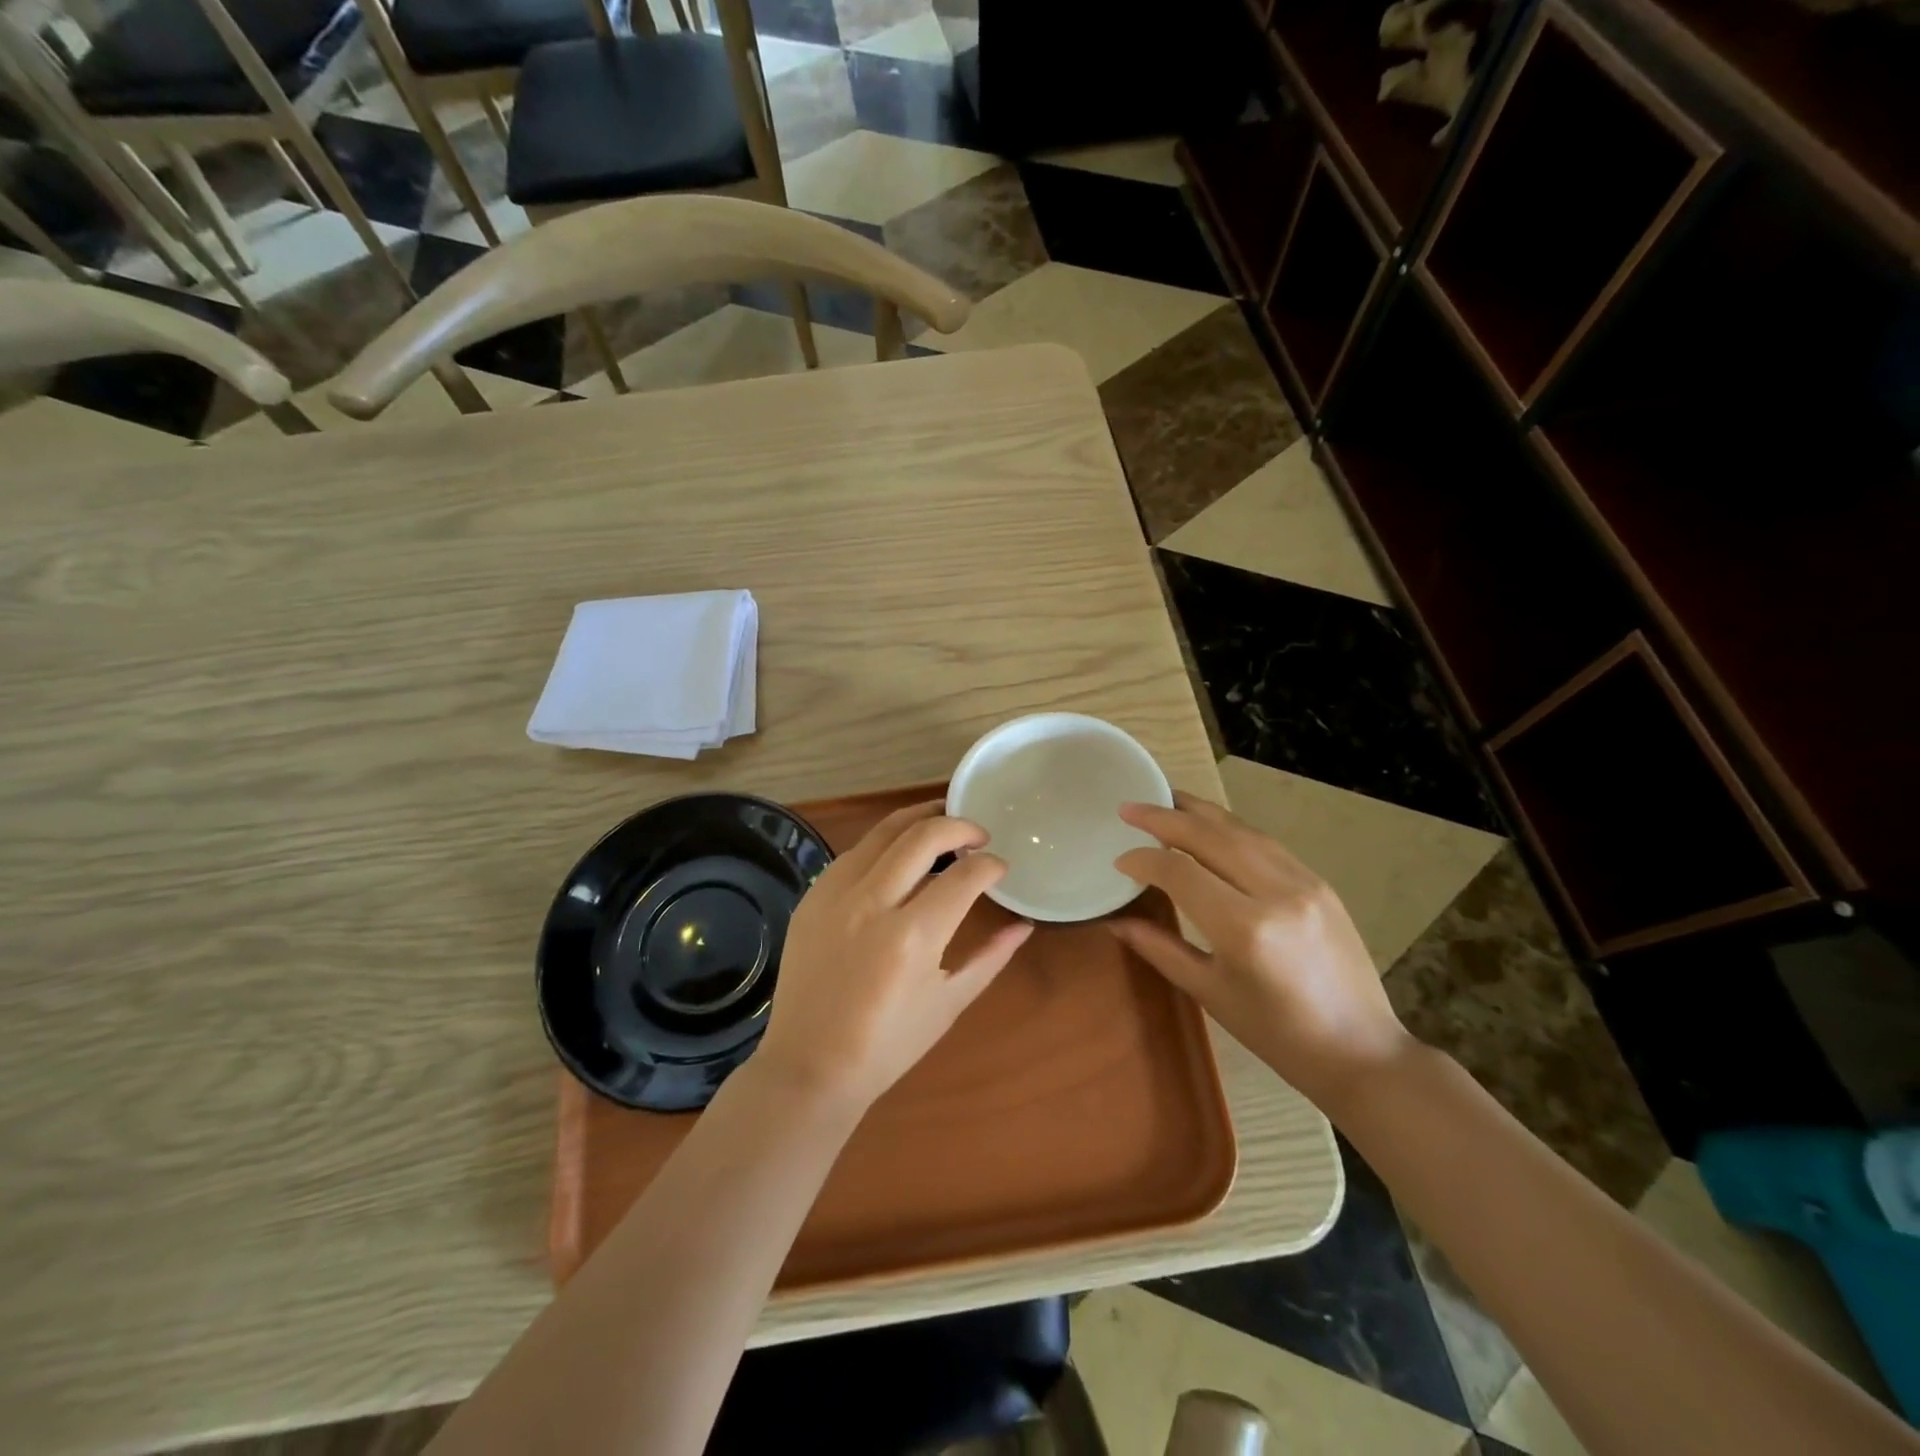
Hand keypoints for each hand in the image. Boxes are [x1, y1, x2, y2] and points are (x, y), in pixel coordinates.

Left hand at [756, 802, 1032, 1113]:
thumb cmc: (888, 1045)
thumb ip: (990, 957)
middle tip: (978, 834)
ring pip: (883, 831)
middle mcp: (873, 903)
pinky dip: (883, 844)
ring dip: (919, 819)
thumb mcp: (949, 1003)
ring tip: (942, 822)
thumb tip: (1024, 925)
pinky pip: (854, 853)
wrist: (809, 1066)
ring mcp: (836, 895)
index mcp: (913, 936)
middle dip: (960, 825)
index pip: (965, 876)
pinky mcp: (812, 897)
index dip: (991, 865)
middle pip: (923, 836)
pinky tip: (898, 853)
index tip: (1000, 868)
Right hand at [1110, 791, 1411, 1108]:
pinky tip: (1210, 826)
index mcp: (1244, 928)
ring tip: (1165, 800)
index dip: (1143, 861)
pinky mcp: (1320, 882)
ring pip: (1240, 830)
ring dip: (1198, 812)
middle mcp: (1275, 892)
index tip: (1119, 860)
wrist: (1360, 1050)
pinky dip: (1230, 828)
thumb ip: (1160, 948)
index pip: (1180, 872)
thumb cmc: (1277, 1035)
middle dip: (1164, 817)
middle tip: (1128, 808)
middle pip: (1209, 836)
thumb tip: (1116, 922)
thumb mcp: (1210, 992)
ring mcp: (1304, 882)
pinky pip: (1265, 843)